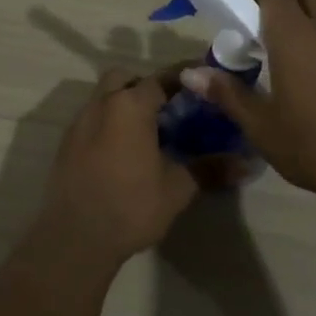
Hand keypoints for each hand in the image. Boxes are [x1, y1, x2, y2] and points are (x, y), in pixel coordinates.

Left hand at [39, 68, 201, 264]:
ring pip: (105, 98)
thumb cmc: (131, 206)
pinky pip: (92, 120)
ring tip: (148, 132)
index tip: (202, 81)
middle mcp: (101, 104)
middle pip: (125, 79)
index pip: (161, 78)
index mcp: (130, 106)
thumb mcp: (177, 188)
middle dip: (146, 86)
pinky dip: (109, 124)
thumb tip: (248, 164)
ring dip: (125, 104)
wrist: (75, 238)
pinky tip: (123, 152)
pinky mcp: (66, 144)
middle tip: (170, 109)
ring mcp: (79, 123)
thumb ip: (210, 169)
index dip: (183, 77)